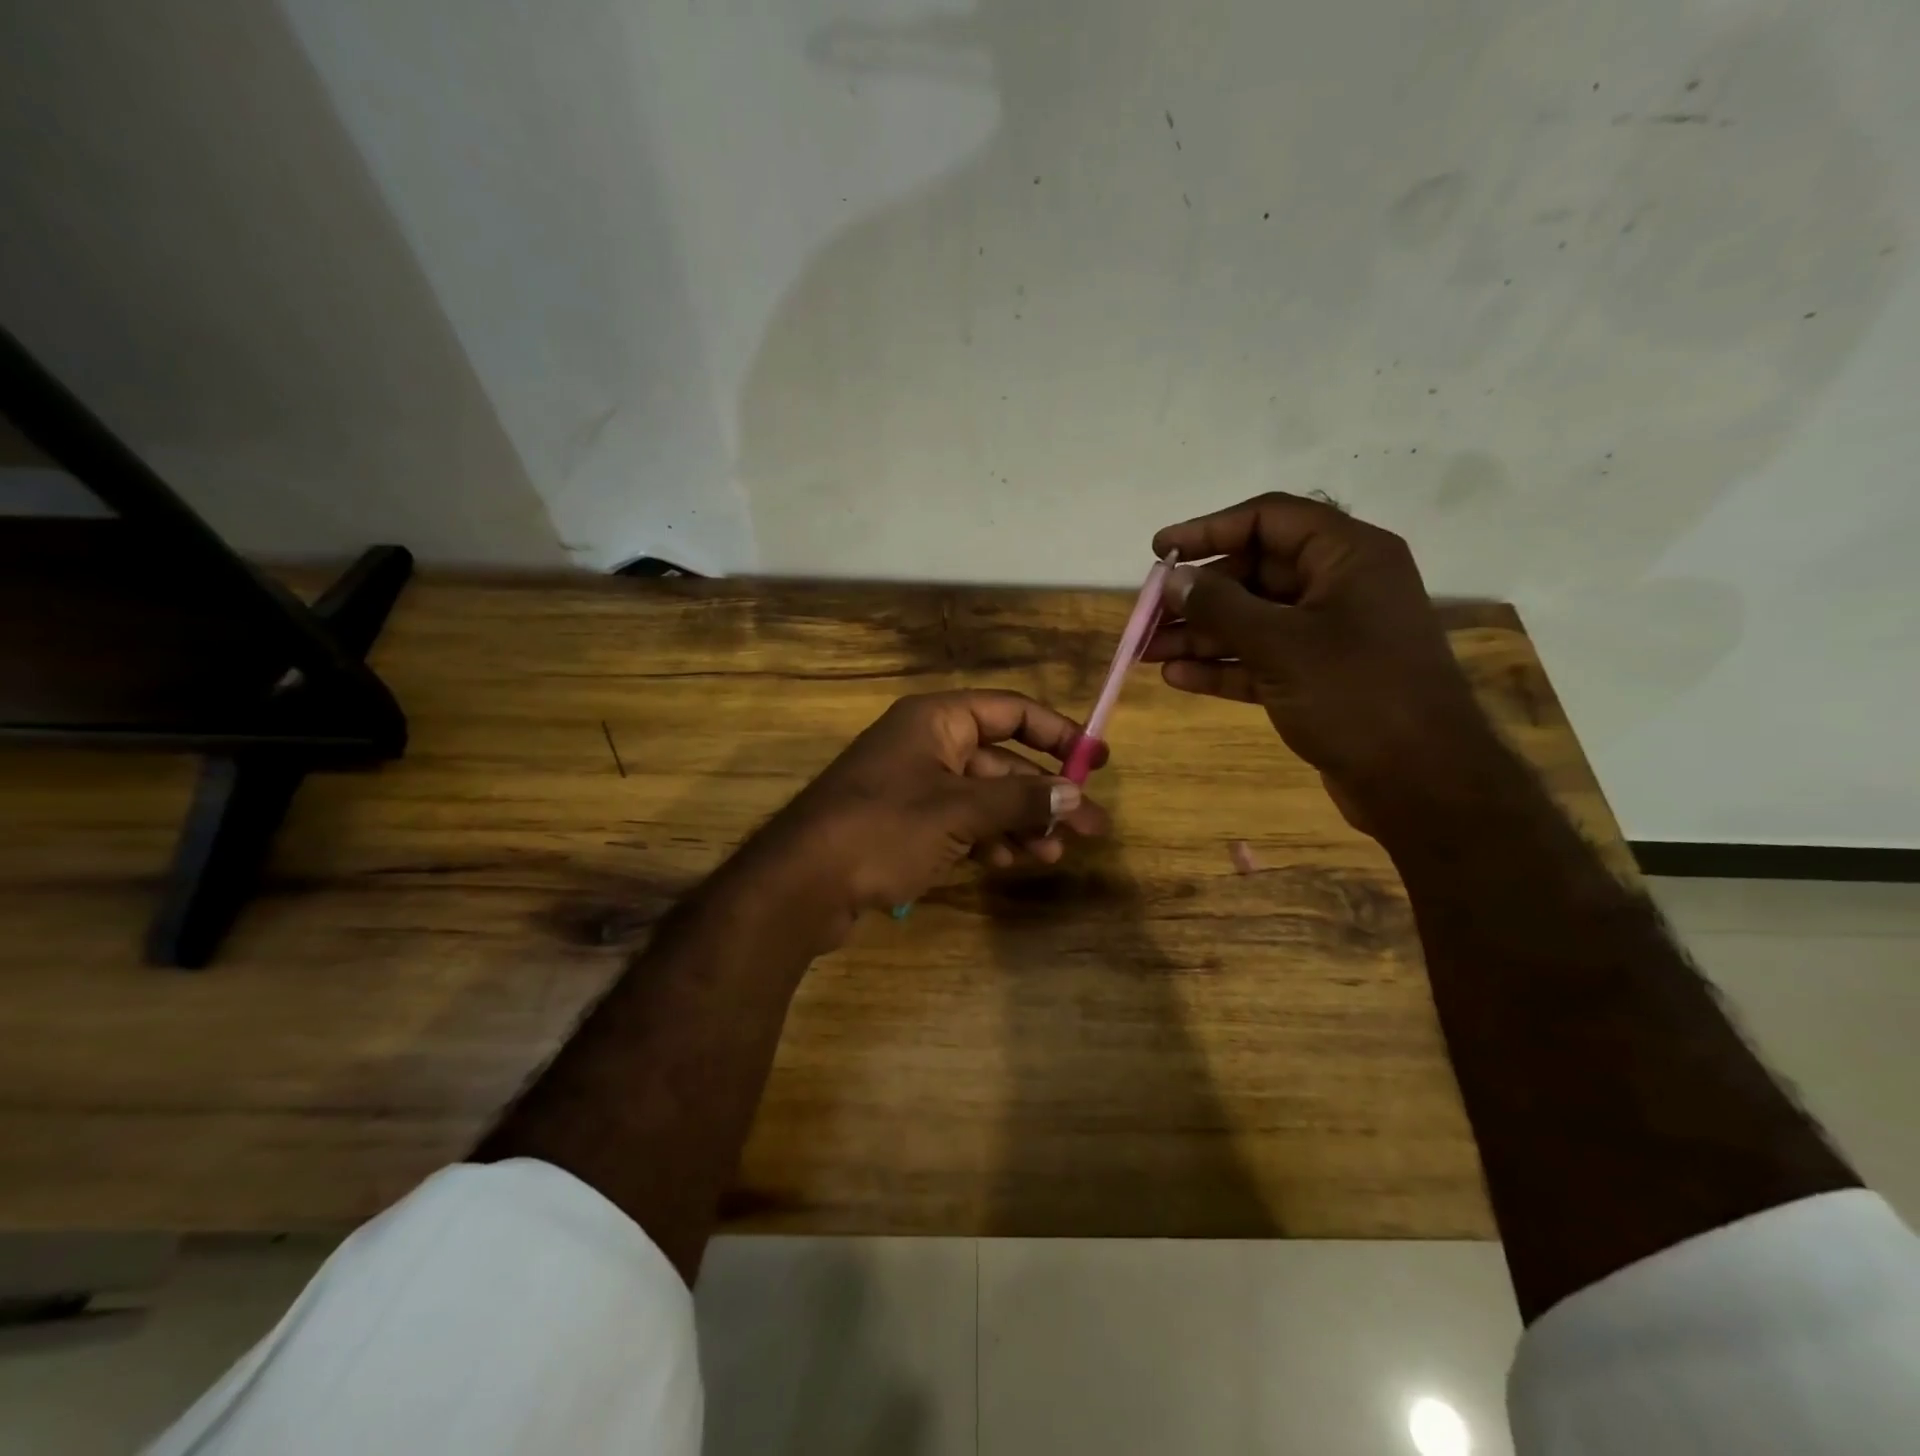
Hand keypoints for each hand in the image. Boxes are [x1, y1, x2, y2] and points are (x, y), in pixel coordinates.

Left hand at [742, 691, 1110, 937]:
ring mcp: (913, 787)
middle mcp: (926, 745)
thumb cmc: (883, 829)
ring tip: (1053, 854)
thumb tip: (1076, 793)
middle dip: (1044, 794)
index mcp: (936, 720)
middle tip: (1092, 827)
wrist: (802, 884)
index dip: (1057, 733)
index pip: (1010, 711)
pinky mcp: (904, 825)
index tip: (1097, 761)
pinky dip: (987, 839)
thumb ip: (1019, 800)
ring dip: (1020, 823)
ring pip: (983, 797)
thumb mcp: (959, 811)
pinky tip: (1009, 863)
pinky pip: (959, 823)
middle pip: (1001, 761)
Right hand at [1141, 493, 1497, 828]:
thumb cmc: (1356, 695)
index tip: (1159, 550)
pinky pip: (1260, 660)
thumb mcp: (1280, 644)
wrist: (1421, 783)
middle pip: (1255, 573)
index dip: (1209, 529)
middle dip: (1198, 595)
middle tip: (1147, 614)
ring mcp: (1329, 635)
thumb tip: (1174, 580)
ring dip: (1200, 634)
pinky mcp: (1317, 678)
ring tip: (1146, 651)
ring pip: (1252, 620)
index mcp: (1348, 556)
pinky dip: (1222, 667)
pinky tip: (1177, 676)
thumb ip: (1220, 607)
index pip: (1269, 519)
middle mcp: (1339, 587)